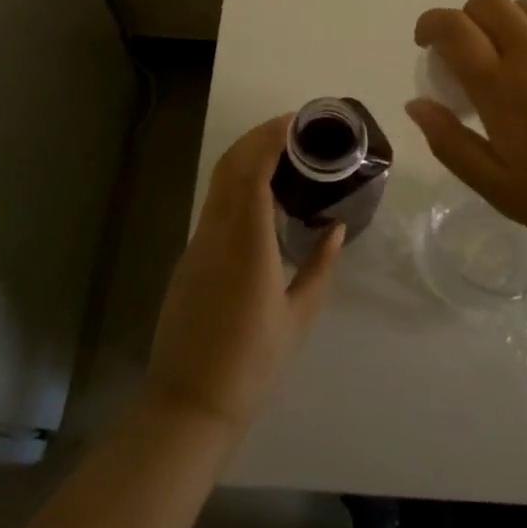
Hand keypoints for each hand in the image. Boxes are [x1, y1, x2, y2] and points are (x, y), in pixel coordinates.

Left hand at [145, 116, 343, 435]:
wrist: (189, 404)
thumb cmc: (252, 365)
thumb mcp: (299, 318)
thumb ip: (321, 267)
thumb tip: (337, 229)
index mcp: (247, 244)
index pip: (252, 171)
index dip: (270, 138)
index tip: (296, 123)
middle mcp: (216, 233)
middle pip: (230, 165)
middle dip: (258, 137)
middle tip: (294, 129)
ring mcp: (197, 244)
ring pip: (219, 183)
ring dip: (246, 157)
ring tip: (282, 154)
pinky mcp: (190, 257)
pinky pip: (215, 205)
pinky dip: (237, 184)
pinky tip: (262, 196)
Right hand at [407, 0, 526, 258]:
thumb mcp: (499, 187)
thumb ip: (450, 142)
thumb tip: (416, 105)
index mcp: (501, 84)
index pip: (453, 27)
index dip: (430, 24)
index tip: (425, 43)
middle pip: (487, 0)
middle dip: (465, 17)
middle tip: (467, 54)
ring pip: (526, 8)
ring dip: (505, 24)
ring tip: (511, 64)